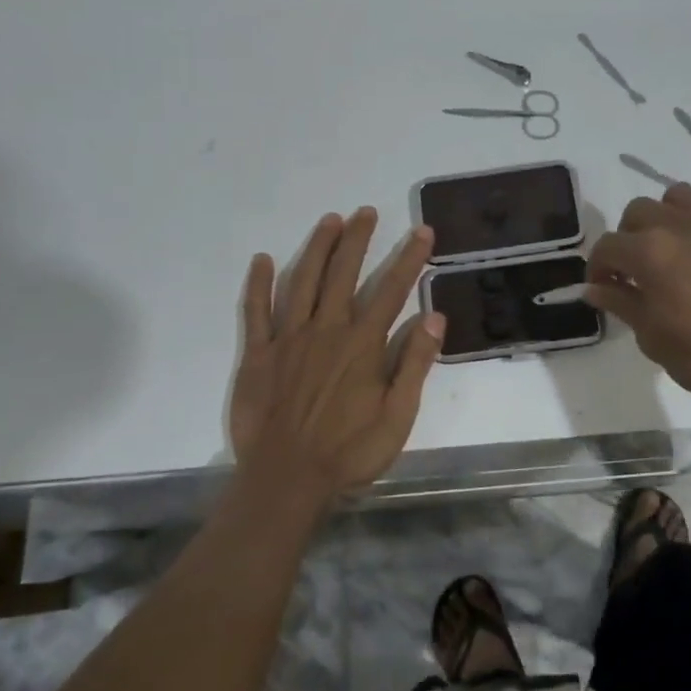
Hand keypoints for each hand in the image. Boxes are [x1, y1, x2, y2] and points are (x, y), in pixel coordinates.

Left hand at [228, 208, 444, 506]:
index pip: (392, 290)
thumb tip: (435, 317)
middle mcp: (326, 329)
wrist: (287, 479)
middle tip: (366, 212)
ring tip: (330, 221)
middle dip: (358, 239)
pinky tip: (261, 259)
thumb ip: (415, 364)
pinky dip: (257, 284)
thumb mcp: (397, 416)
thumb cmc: (348, 452)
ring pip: (302, 281)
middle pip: (344, 273)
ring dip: (317, 248)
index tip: (422, 231)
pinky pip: (255, 311)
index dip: (409, 258)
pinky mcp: (258, 353)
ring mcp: (288, 338)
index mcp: (362, 344)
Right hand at [585, 184, 690, 436]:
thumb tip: (594, 288)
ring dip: (667, 217)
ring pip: (681, 197)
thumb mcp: (652, 338)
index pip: (607, 246)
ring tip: (673, 247)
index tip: (602, 288)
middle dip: (628, 236)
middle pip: (639, 211)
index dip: (597, 267)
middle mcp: (682, 225)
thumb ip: (621, 304)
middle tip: (635, 268)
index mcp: (650, 251)